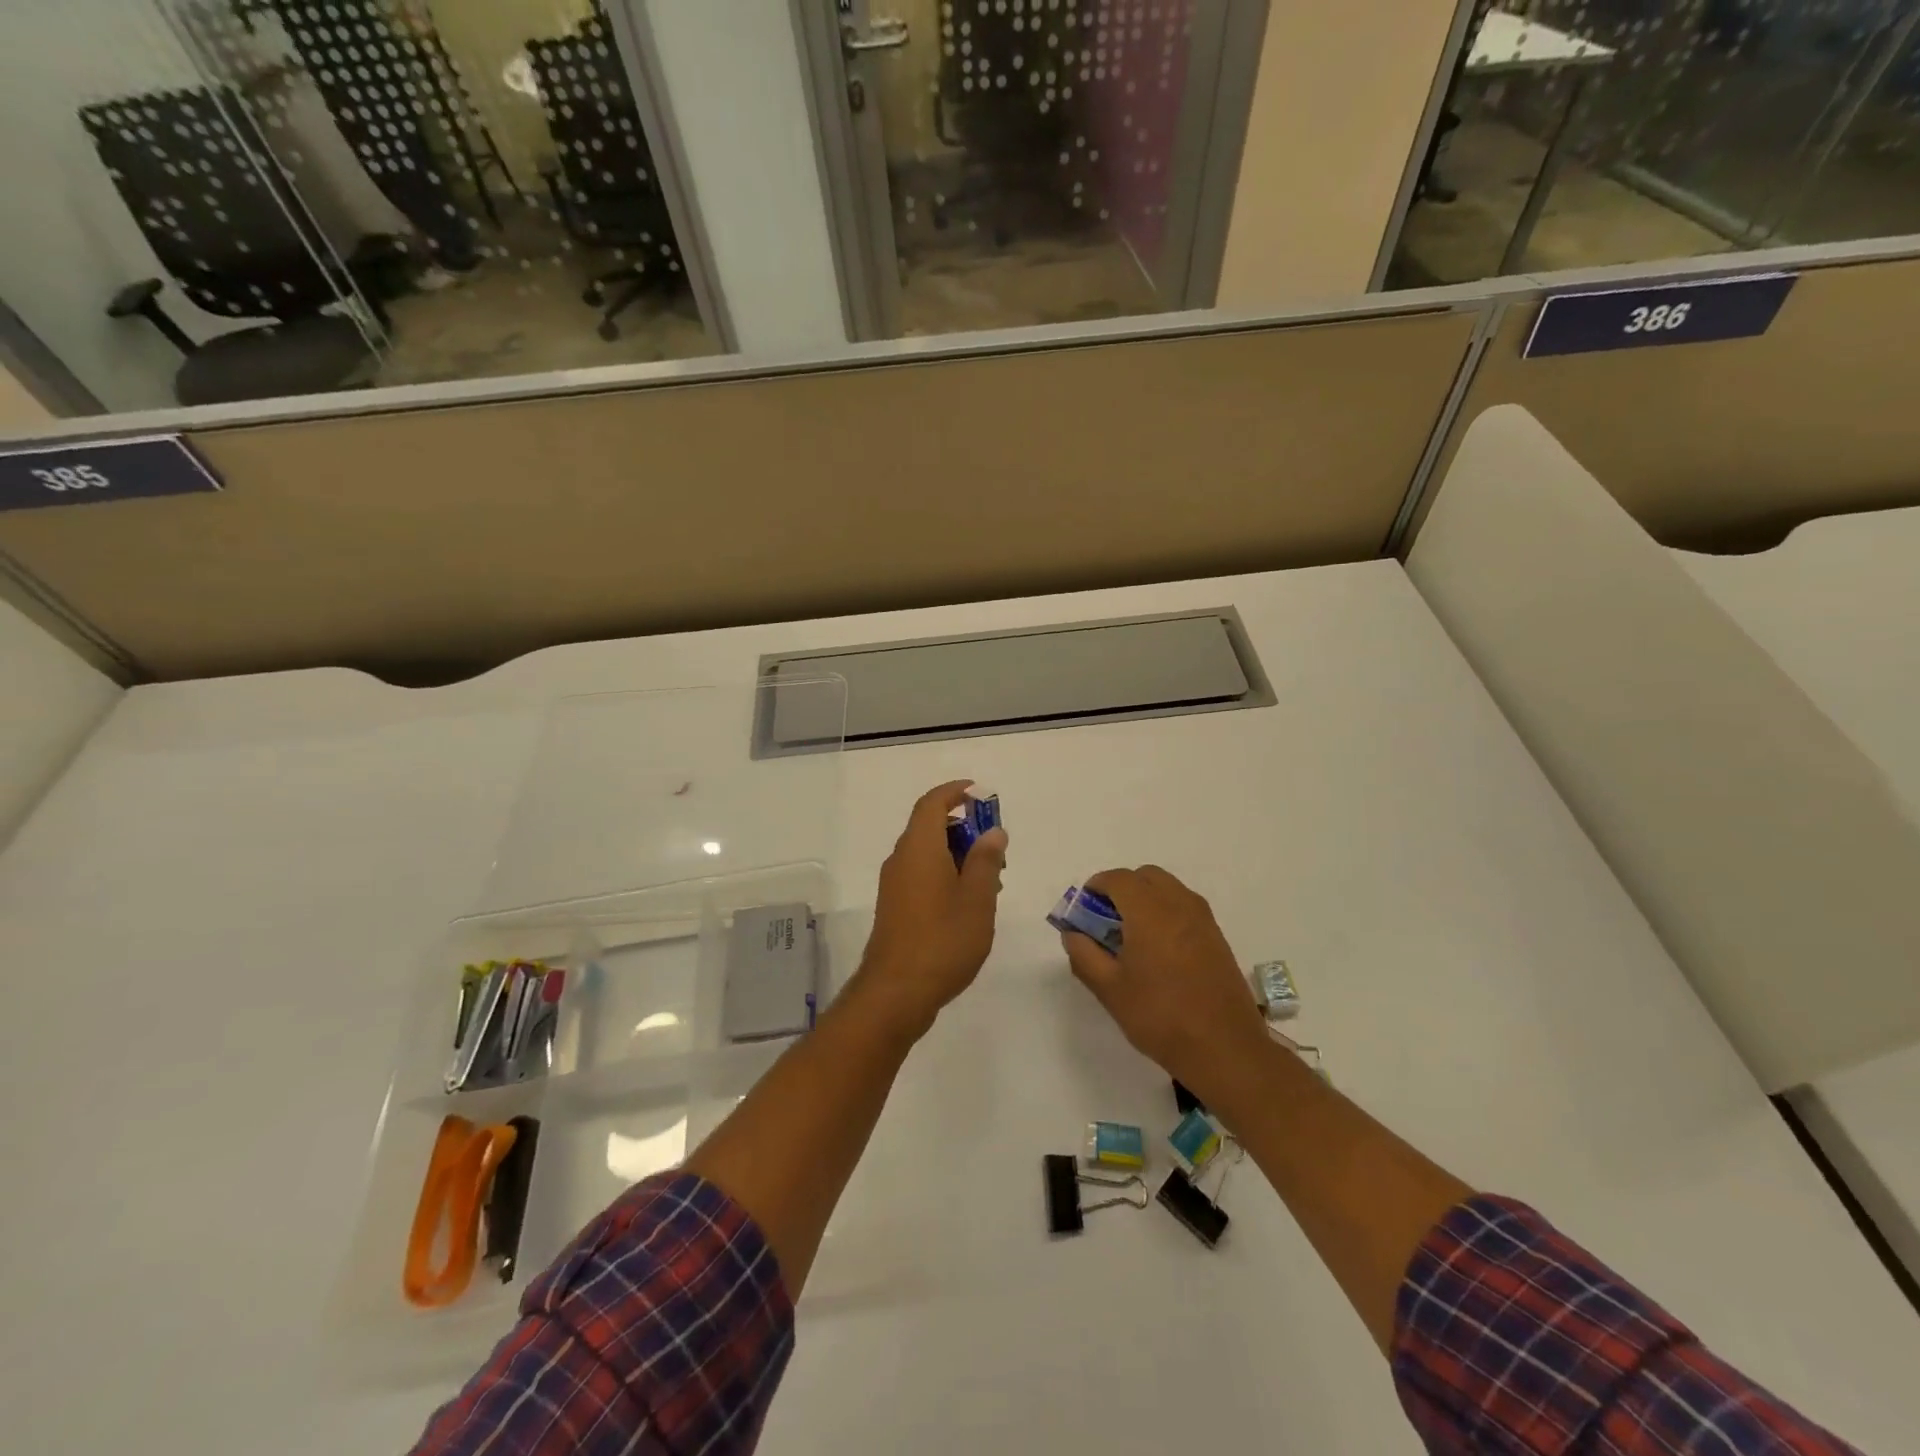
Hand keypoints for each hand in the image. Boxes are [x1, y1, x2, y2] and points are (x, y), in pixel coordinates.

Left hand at [852, 780, 1008, 1040]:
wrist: (896, 993)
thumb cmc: (942, 940)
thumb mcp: (976, 898)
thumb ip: (986, 860)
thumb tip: (992, 832)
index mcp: (919, 848)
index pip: (932, 804)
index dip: (955, 792)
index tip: (979, 793)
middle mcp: (901, 859)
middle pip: (930, 827)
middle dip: (964, 828)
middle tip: (997, 848)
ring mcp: (894, 885)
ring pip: (927, 854)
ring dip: (957, 854)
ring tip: (990, 879)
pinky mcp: (894, 908)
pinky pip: (921, 874)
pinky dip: (945, 874)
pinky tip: (968, 903)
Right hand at [1060, 865, 1269, 1093]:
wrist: (1225, 1048)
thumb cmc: (1160, 1016)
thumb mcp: (1109, 989)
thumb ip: (1084, 955)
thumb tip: (1073, 933)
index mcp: (1149, 911)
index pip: (1118, 879)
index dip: (1096, 887)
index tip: (1084, 911)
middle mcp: (1178, 904)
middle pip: (1145, 876)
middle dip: (1122, 889)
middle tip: (1106, 921)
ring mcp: (1203, 919)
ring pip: (1168, 889)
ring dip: (1146, 898)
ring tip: (1132, 936)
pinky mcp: (1217, 936)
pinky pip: (1185, 907)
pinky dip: (1166, 912)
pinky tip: (1159, 950)